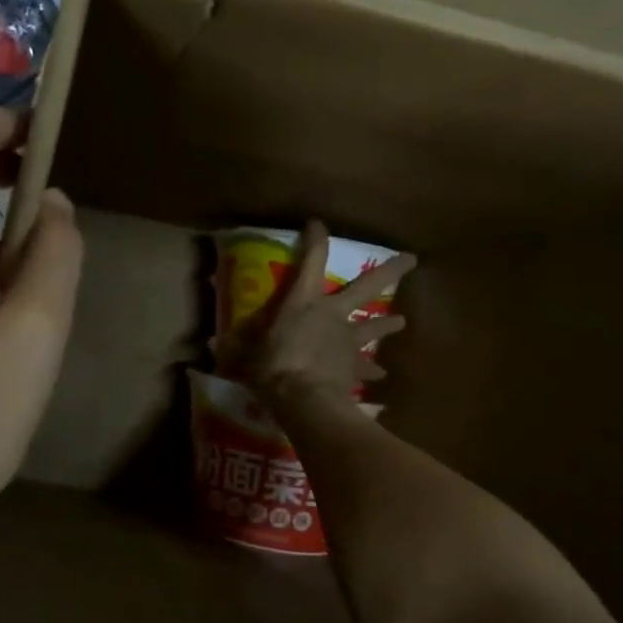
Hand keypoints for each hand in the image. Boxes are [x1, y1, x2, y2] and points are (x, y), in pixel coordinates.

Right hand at [231, 219, 413, 412]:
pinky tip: (382, 377)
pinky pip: (366, 368)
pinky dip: (372, 372)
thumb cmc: (273, 368)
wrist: (306, 400)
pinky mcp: (355, 366)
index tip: (317, 222)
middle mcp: (332, 314)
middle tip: (413, 259)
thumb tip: (209, 342)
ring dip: (388, 324)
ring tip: (402, 322)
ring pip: (374, 326)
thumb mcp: (244, 355)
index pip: (312, 259)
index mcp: (303, 302)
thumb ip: (232, 347)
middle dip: (391, 270)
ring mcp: (348, 340)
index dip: (316, 239)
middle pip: (367, 286)